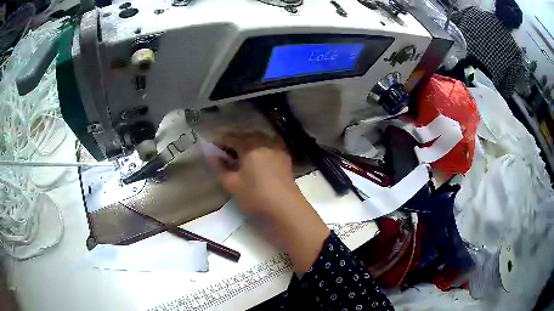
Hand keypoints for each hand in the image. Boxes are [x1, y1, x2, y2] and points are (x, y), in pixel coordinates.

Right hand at [213, 130, 300, 218]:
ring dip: (249, 143)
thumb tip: (213, 156)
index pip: (231, 137)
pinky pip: (270, 145)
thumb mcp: (232, 185)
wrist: (286, 207)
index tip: (214, 150)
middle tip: (227, 154)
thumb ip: (221, 168)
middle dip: (235, 141)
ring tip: (243, 156)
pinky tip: (260, 159)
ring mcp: (277, 148)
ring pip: (259, 139)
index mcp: (249, 146)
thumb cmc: (256, 196)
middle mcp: (264, 142)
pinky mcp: (286, 157)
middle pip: (246, 136)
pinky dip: (262, 148)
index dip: (220, 142)